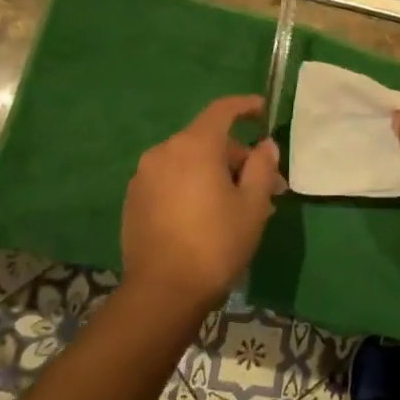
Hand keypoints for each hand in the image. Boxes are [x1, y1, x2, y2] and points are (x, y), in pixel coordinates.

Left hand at [121, 95, 284, 314]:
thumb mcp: (253, 205)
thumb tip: (265, 146)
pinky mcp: (134, 200)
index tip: (263, 110)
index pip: (222, 110)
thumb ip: (262, 167)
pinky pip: (171, 180)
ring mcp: (144, 176)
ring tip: (237, 204)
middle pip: (207, 140)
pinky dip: (192, 185)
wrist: (162, 292)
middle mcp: (164, 152)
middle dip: (236, 156)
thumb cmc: (216, 243)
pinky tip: (207, 214)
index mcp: (195, 146)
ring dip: (214, 173)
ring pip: (188, 161)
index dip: (245, 106)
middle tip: (263, 185)